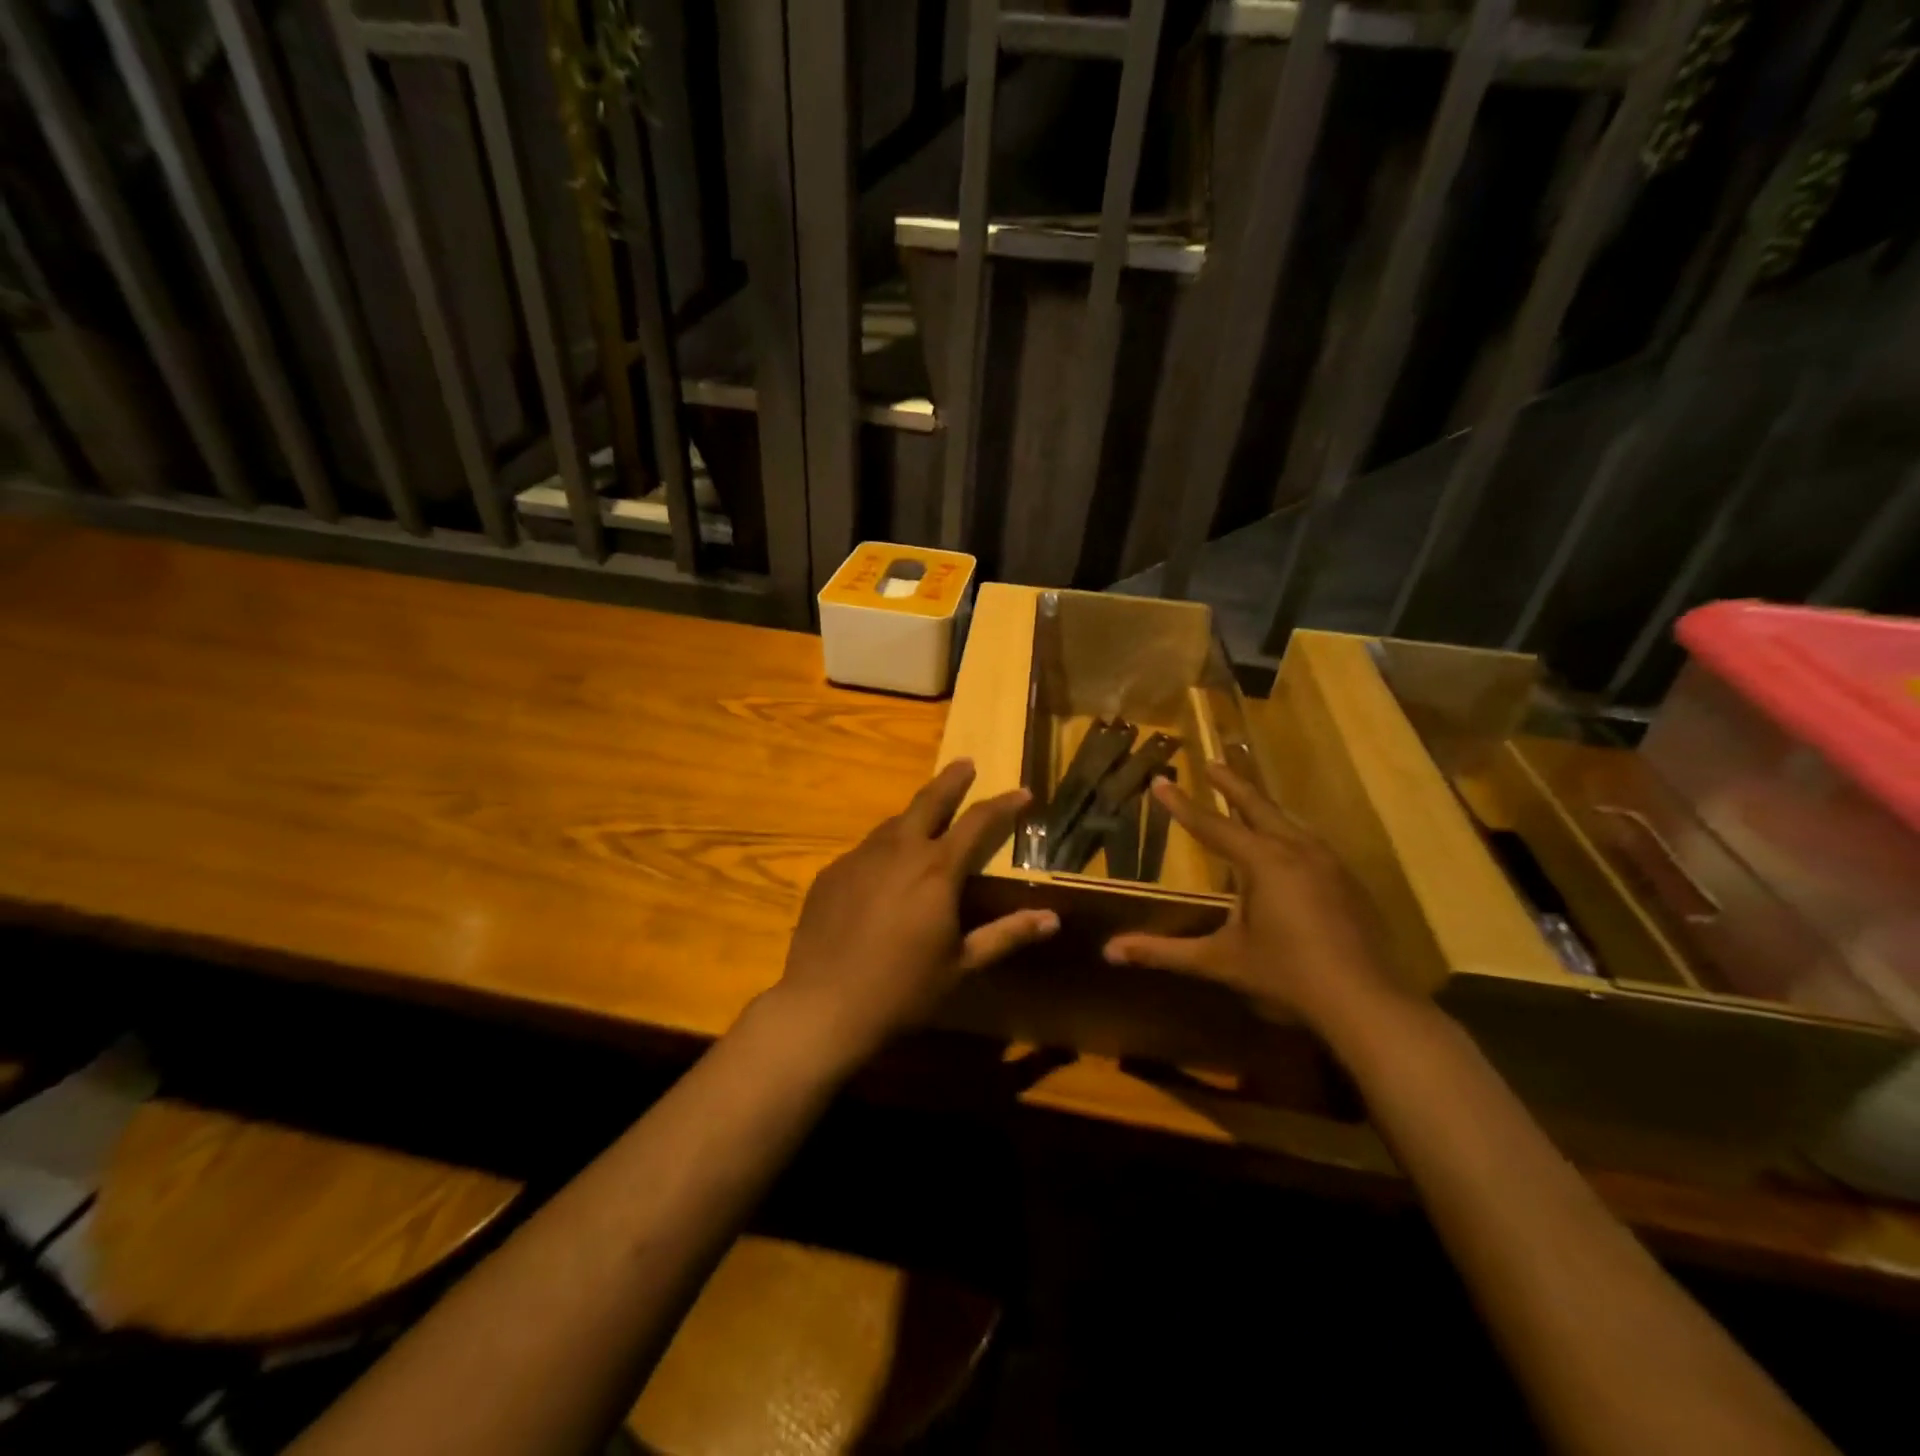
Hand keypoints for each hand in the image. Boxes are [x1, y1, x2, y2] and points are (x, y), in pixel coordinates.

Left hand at [768, 759, 1058, 1066]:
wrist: (823, 1005)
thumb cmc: (903, 990)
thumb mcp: (962, 965)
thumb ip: (1007, 935)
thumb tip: (1052, 919)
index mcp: (937, 870)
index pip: (978, 822)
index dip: (1004, 804)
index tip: (1022, 792)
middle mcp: (899, 851)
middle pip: (929, 801)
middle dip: (952, 780)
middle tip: (966, 763)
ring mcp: (860, 858)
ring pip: (894, 824)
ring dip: (916, 815)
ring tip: (928, 818)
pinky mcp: (832, 873)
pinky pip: (866, 850)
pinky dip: (885, 848)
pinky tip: (885, 869)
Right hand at [1103, 766, 1410, 1037]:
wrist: (1367, 1003)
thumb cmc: (1286, 976)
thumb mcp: (1220, 961)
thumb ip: (1165, 952)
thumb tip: (1109, 952)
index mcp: (1263, 862)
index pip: (1211, 826)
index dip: (1182, 805)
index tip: (1161, 780)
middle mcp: (1297, 851)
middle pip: (1258, 807)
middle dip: (1231, 785)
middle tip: (1211, 762)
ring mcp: (1329, 864)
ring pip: (1290, 822)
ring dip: (1264, 807)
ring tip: (1249, 801)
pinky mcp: (1350, 883)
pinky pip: (1311, 843)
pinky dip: (1290, 833)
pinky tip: (1291, 848)